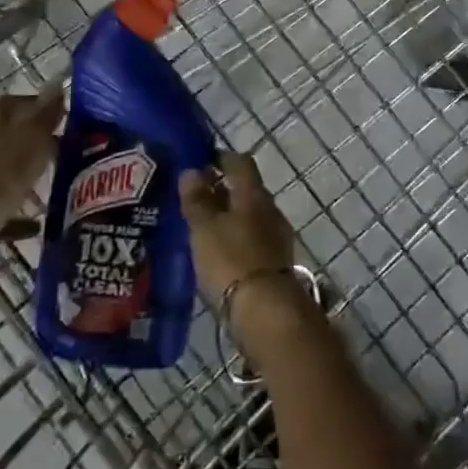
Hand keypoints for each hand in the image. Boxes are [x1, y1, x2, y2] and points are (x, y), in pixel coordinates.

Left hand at [0, 84, 64, 275]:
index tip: (66, 114)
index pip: (16, 102)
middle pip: (12, 135)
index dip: (40, 104)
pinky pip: (4, 206)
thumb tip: (58, 80)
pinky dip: (20, 211)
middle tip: (69, 145)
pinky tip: (40, 221)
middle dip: (38, 139)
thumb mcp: (30, 140)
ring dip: (29, 172)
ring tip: (59, 178)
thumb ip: (45, 113)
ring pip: (8, 169)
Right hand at [180, 153, 311, 344]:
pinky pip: (251, 240)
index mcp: (253, 194)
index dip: (221, 158)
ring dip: (228, 217)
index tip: (200, 162)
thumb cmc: (231, 260)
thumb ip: (197, 200)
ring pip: (249, 216)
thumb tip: (192, 170)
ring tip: (200, 228)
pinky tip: (217, 253)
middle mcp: (269, 209)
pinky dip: (235, 239)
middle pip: (246, 189)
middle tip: (193, 198)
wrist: (266, 311)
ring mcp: (275, 236)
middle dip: (222, 190)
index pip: (240, 163)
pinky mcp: (274, 262)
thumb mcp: (205, 228)